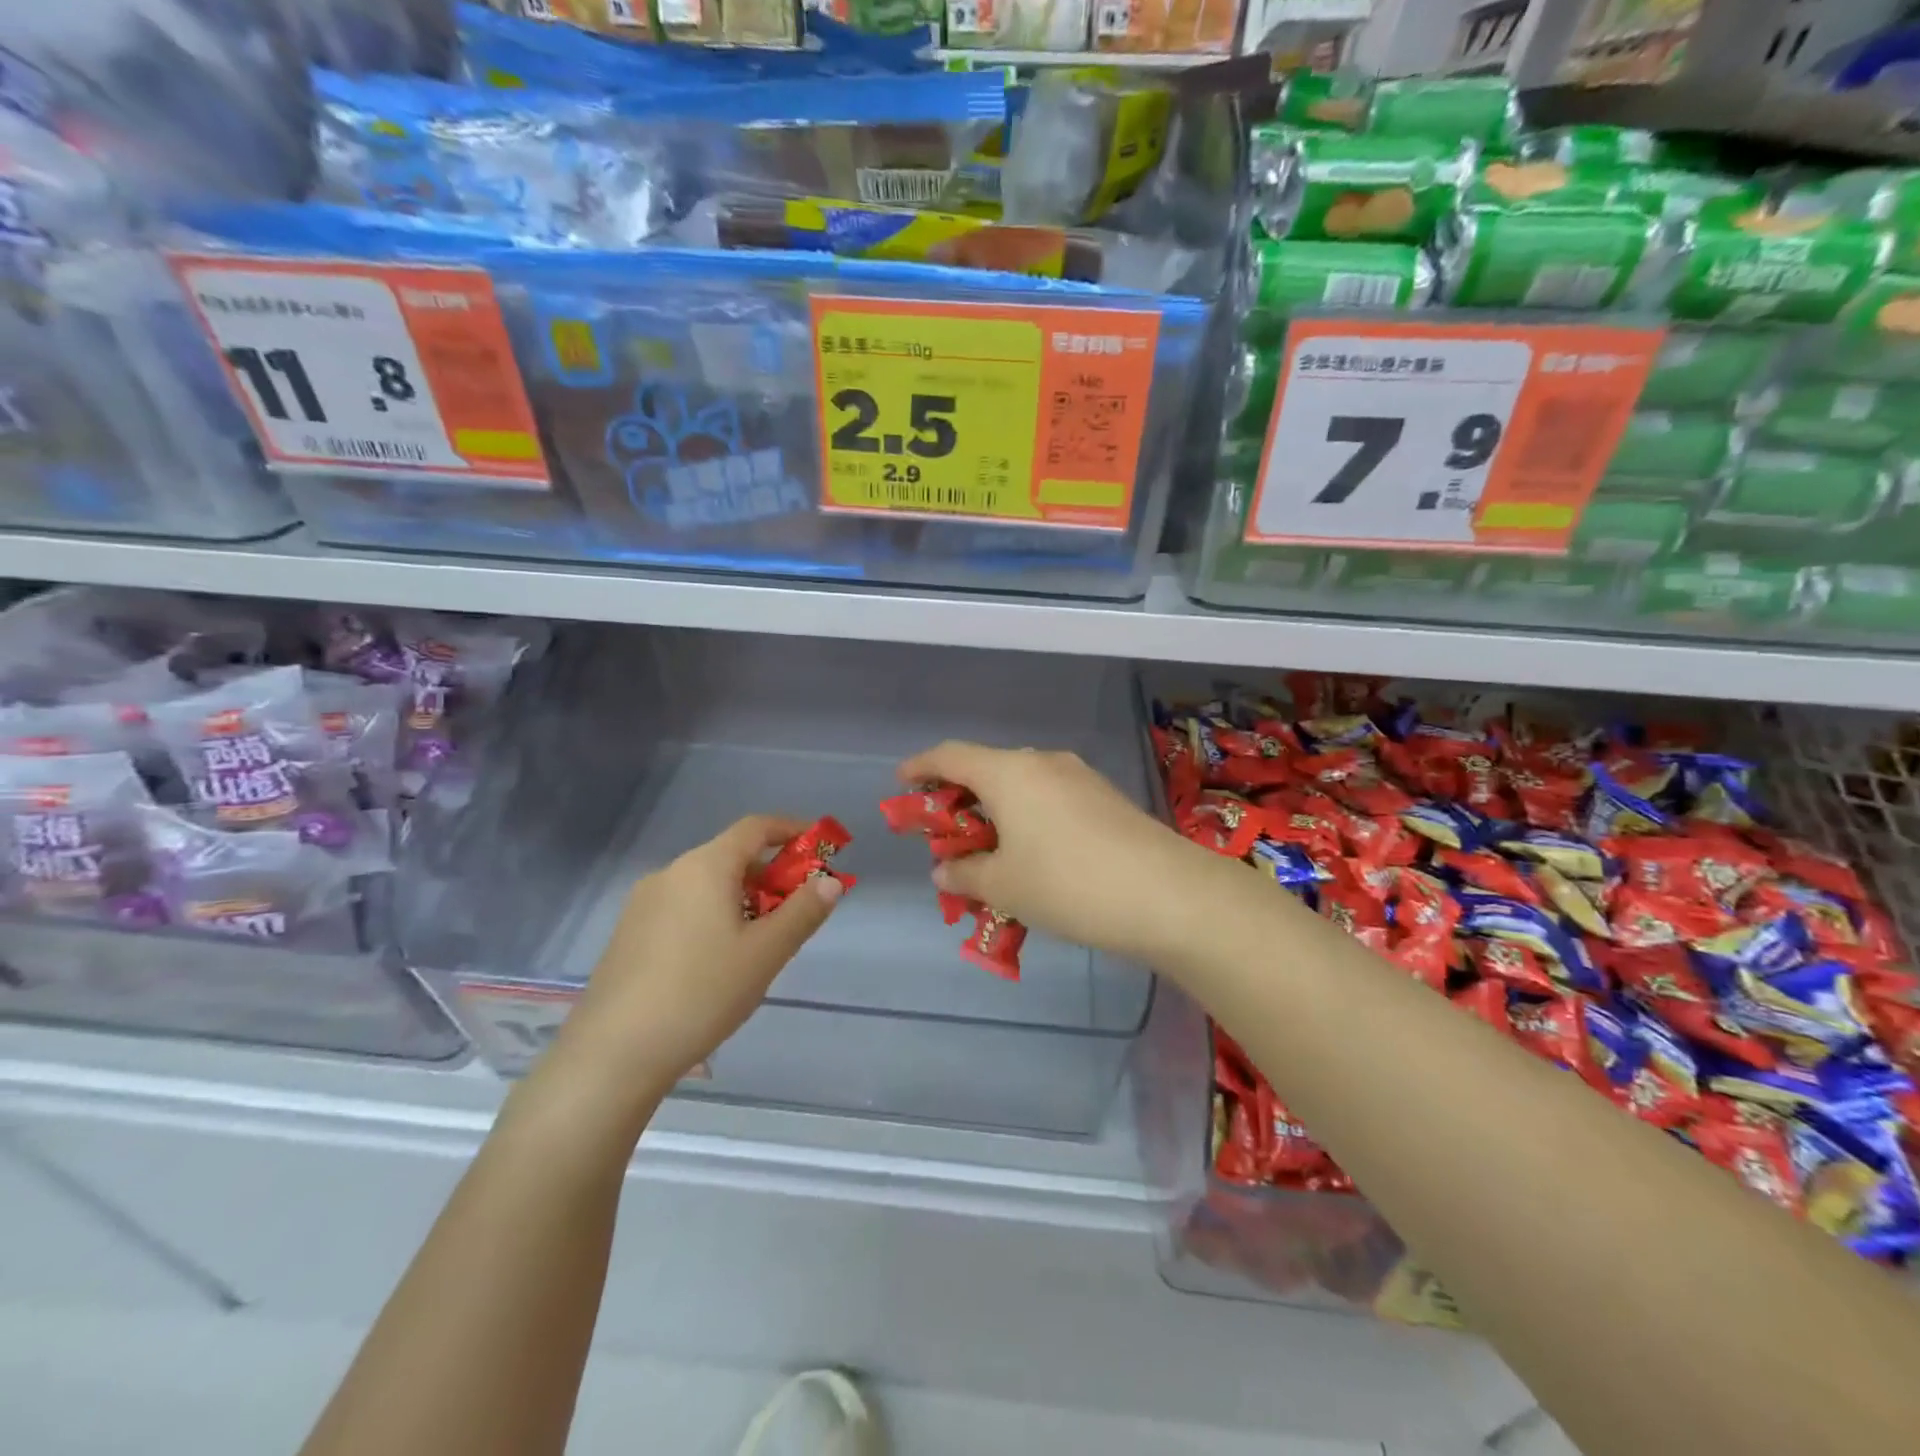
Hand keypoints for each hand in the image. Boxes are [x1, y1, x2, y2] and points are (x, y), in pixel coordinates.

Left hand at [548, 816, 841, 1104]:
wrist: (614, 1052)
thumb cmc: (702, 992)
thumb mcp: (766, 953)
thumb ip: (803, 912)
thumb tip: (829, 881)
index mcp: (705, 866)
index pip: (755, 827)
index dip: (792, 830)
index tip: (820, 847)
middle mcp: (671, 873)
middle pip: (731, 856)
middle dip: (770, 874)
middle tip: (798, 908)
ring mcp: (644, 903)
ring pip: (706, 885)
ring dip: (742, 897)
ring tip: (762, 941)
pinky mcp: (629, 933)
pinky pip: (683, 907)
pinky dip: (713, 915)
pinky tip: (718, 961)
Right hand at [897, 742, 1230, 966]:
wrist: (1168, 895)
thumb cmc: (1068, 884)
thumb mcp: (1004, 887)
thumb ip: (965, 875)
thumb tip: (943, 871)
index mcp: (1009, 773)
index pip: (951, 755)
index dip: (920, 767)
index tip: (901, 784)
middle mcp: (1043, 763)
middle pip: (987, 770)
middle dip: (959, 799)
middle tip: (944, 836)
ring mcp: (1080, 778)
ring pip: (1022, 787)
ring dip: (997, 814)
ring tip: (988, 854)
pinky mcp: (1106, 799)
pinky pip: (1051, 800)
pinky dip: (1028, 820)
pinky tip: (1033, 857)